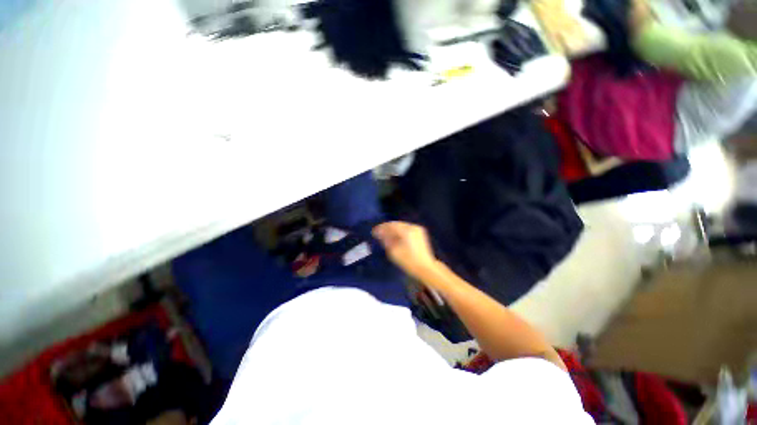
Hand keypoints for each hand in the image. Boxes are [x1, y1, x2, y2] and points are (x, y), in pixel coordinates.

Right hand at [372, 221, 438, 279]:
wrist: (426, 268)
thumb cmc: (408, 261)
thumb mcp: (394, 252)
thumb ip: (386, 240)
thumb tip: (380, 234)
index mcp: (406, 231)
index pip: (391, 225)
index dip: (381, 227)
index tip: (374, 232)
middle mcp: (413, 227)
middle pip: (397, 224)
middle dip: (387, 228)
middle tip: (378, 233)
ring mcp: (418, 230)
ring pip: (402, 226)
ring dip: (393, 230)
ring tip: (385, 235)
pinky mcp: (420, 234)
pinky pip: (407, 229)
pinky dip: (400, 232)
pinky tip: (395, 237)